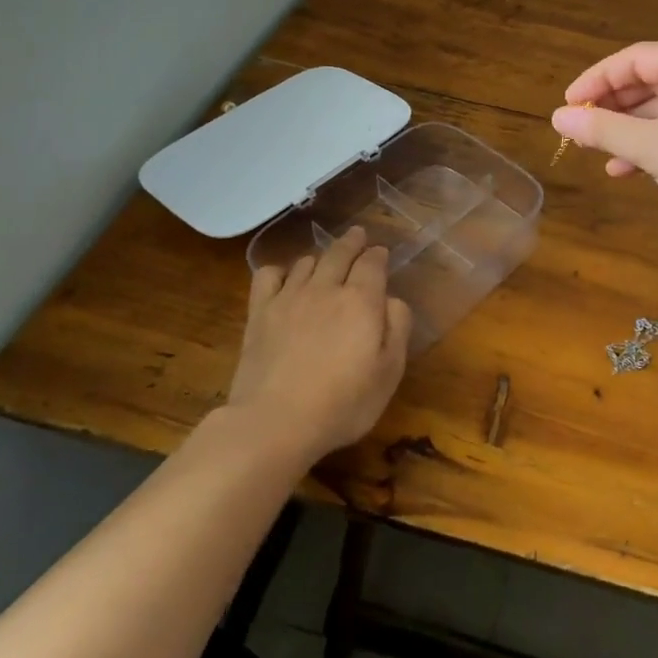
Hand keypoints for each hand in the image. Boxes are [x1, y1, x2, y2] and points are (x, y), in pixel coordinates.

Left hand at [228, 228, 413, 462]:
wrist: (275, 422)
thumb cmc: (343, 403)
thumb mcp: (389, 372)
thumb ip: (398, 328)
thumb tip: (391, 300)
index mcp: (362, 300)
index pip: (372, 263)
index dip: (378, 255)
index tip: (381, 252)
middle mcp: (326, 288)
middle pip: (339, 253)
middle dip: (352, 242)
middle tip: (358, 235)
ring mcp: (289, 298)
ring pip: (307, 262)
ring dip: (320, 257)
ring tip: (325, 261)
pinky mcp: (260, 313)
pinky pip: (268, 275)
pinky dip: (280, 270)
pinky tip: (284, 279)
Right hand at [551, 42, 657, 237]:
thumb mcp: (653, 148)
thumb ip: (603, 129)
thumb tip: (558, 117)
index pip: (634, 59)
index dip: (595, 81)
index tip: (567, 106)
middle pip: (649, 80)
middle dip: (612, 108)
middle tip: (580, 130)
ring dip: (630, 129)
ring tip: (598, 152)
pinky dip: (655, 140)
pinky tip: (628, 167)